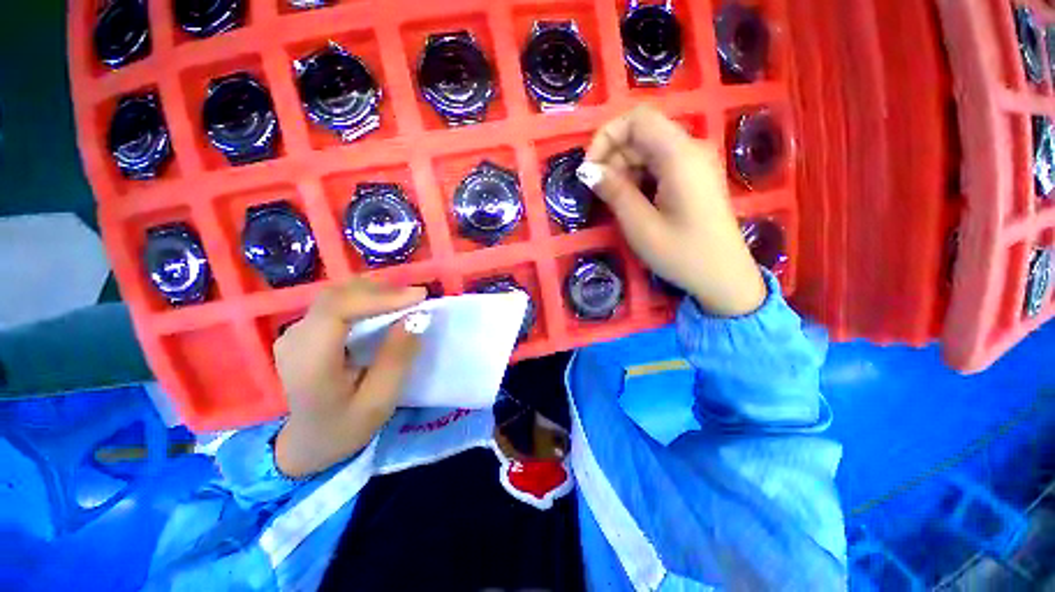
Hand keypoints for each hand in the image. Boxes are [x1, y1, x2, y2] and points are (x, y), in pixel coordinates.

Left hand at [273, 279, 427, 476]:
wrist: (309, 443)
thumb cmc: (346, 426)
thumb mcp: (380, 400)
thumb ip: (397, 358)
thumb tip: (416, 318)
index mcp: (310, 362)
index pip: (337, 310)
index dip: (380, 297)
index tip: (419, 296)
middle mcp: (295, 339)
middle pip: (337, 296)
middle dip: (382, 291)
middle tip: (416, 297)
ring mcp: (295, 332)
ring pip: (337, 295)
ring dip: (375, 292)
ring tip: (405, 299)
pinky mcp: (304, 330)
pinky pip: (336, 303)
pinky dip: (365, 298)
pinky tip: (384, 305)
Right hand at [580, 105, 765, 316]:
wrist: (723, 276)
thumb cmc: (681, 254)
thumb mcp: (640, 225)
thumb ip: (614, 191)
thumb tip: (587, 170)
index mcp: (680, 155)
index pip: (638, 118)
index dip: (607, 136)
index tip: (590, 168)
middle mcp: (691, 149)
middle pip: (642, 134)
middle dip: (613, 157)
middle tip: (599, 191)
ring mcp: (694, 163)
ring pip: (648, 150)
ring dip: (624, 170)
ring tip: (614, 201)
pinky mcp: (693, 177)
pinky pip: (659, 165)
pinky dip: (639, 178)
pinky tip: (633, 202)